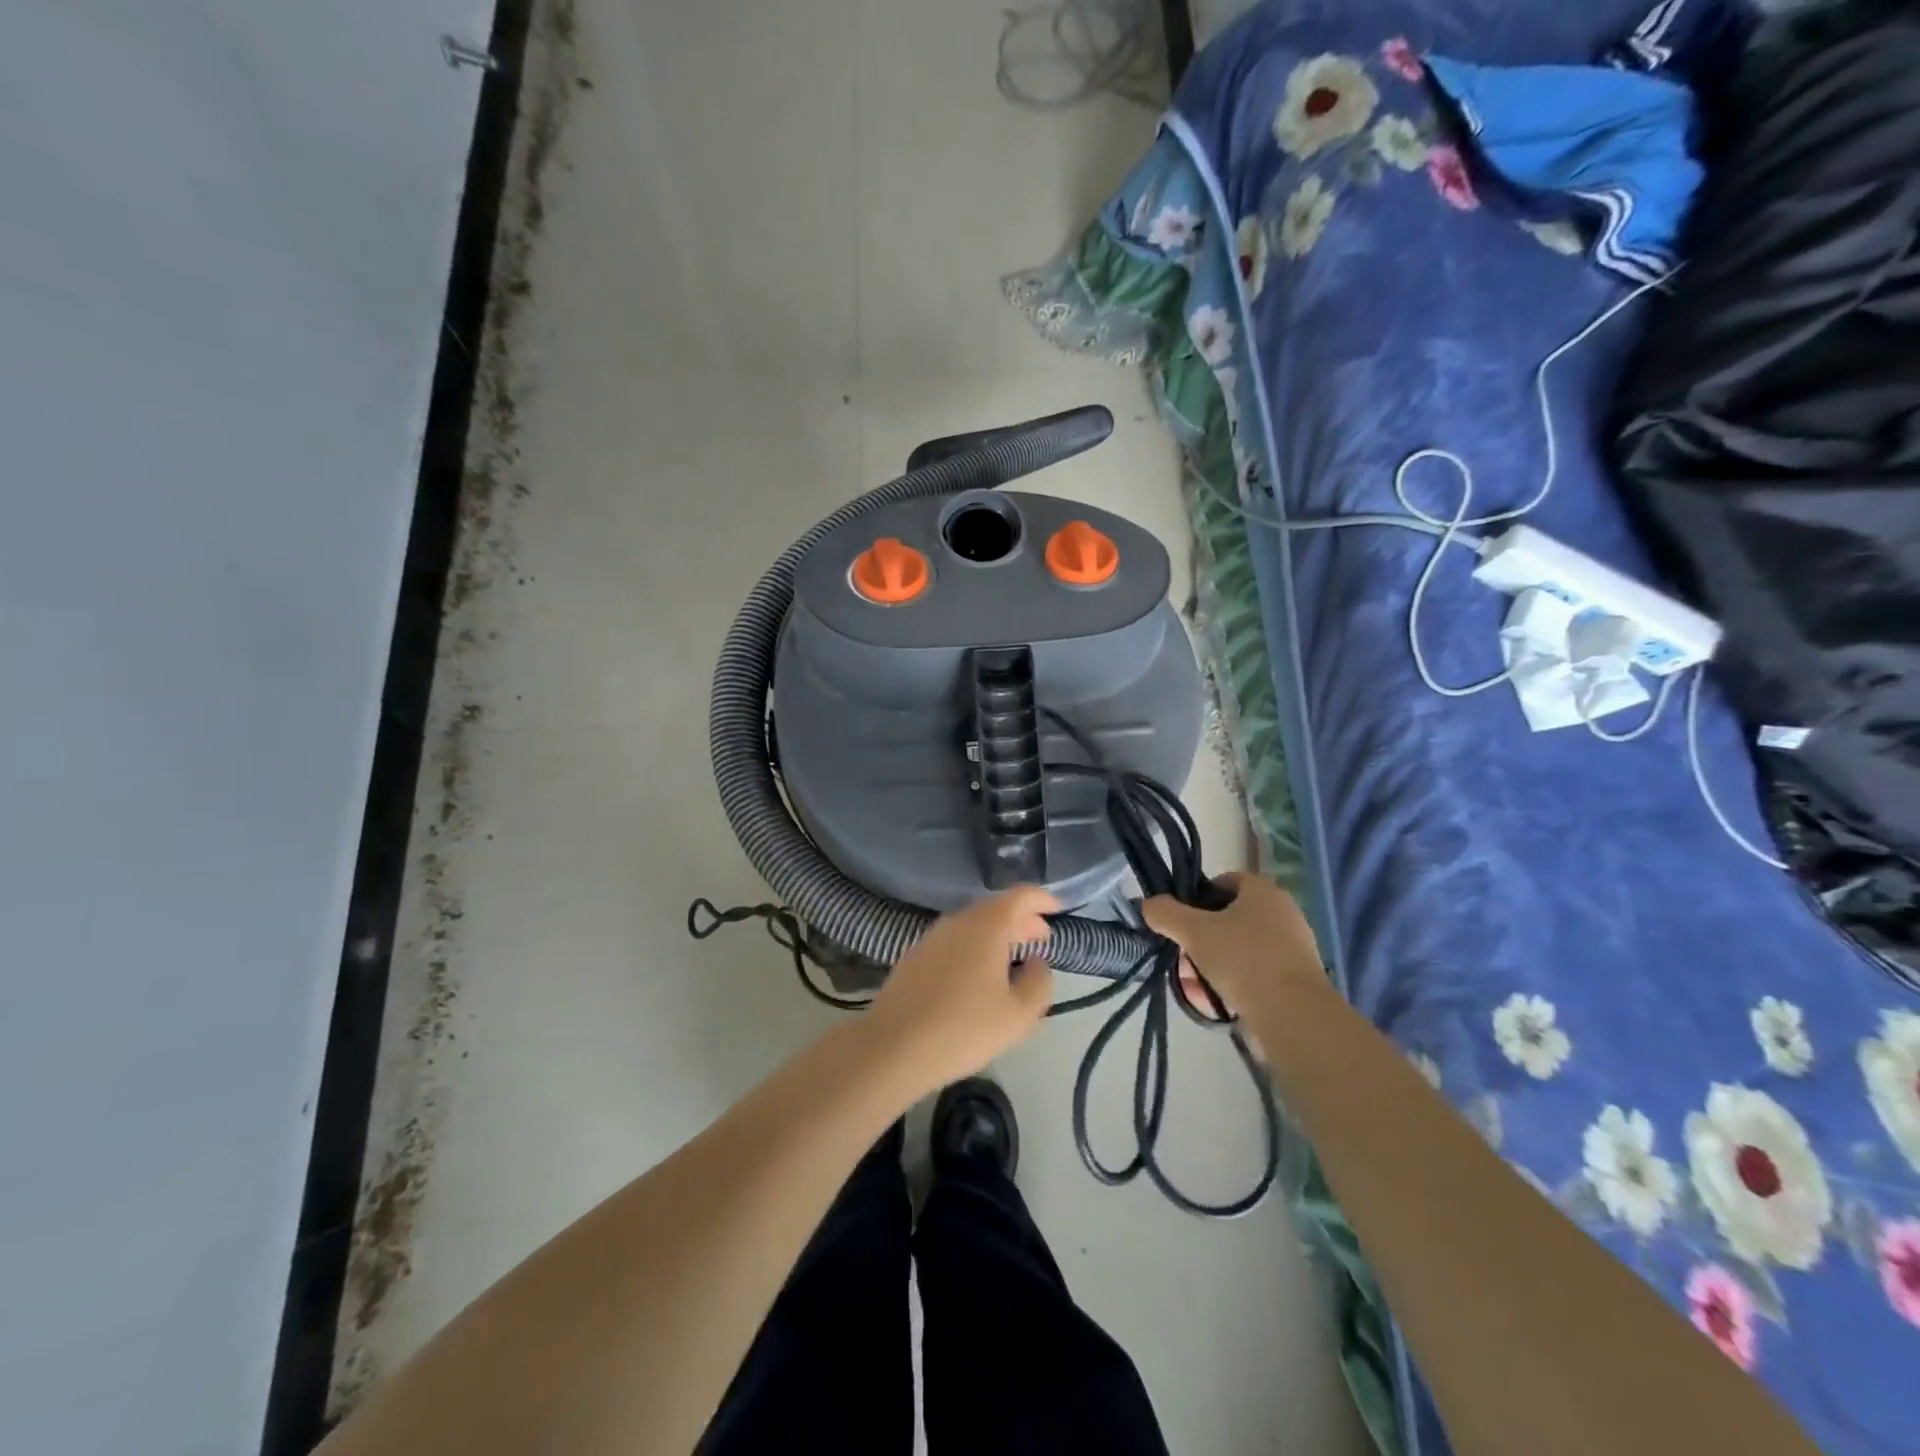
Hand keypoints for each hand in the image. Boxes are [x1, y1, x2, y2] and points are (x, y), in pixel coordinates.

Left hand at [860, 887, 1057, 1093]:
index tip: (1058, 910)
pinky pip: (955, 940)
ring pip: (973, 924)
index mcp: (986, 925)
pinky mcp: (914, 955)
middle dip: (1022, 920)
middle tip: (1041, 939)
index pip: (1020, 896)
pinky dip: (974, 946)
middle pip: (996, 908)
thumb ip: (1038, 983)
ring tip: (1013, 959)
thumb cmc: (964, 1028)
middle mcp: (958, 921)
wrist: (893, 1047)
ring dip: (997, 935)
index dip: (1042, 899)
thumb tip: (1036, 962)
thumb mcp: (1018, 1015)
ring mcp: (932, 936)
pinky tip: (978, 975)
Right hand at [1142, 873, 1322, 1018]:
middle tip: (1186, 952)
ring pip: (1242, 944)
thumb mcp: (1193, 932)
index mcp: (1263, 890)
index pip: (1223, 881)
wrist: (1294, 1015)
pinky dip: (1237, 978)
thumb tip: (1148, 904)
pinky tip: (1220, 997)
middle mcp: (1283, 910)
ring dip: (1218, 958)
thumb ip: (1165, 913)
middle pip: (1231, 915)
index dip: (1198, 897)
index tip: (1181, 920)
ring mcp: (1294, 944)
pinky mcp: (1298, 976)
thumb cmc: (1243, 960)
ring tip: (1198, 980)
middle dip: (1204, 933)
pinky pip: (1257, 969)